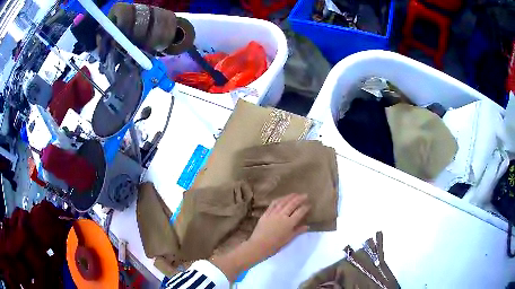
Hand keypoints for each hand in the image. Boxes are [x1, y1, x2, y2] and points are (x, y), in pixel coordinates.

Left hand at [211, 193, 309, 281]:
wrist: (259, 245)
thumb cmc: (275, 245)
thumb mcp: (289, 239)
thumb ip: (298, 231)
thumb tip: (307, 226)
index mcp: (289, 223)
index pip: (300, 212)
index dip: (305, 207)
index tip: (309, 204)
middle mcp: (282, 215)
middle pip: (292, 204)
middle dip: (299, 199)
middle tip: (305, 195)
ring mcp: (273, 213)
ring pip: (283, 202)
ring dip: (290, 197)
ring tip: (295, 194)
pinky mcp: (266, 214)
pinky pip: (273, 204)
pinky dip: (279, 200)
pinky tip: (282, 198)